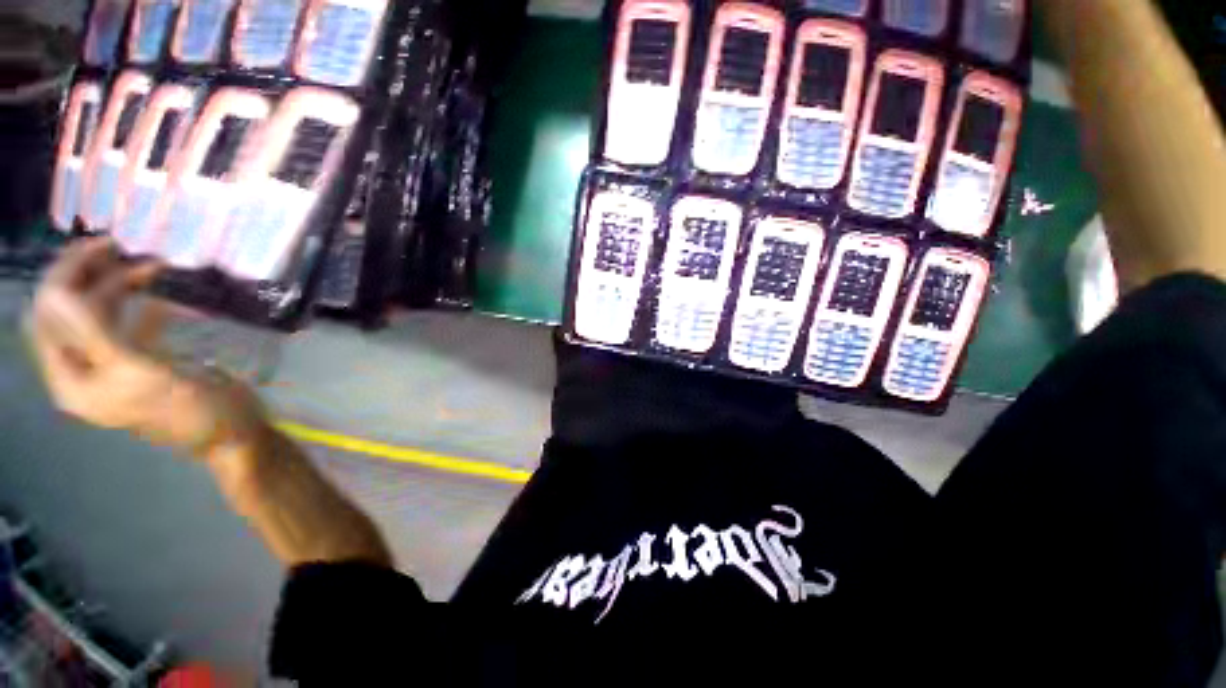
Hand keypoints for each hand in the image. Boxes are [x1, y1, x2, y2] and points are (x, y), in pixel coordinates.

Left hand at [26, 238, 268, 458]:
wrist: (232, 431)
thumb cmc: (190, 409)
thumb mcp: (142, 374)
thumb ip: (96, 337)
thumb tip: (57, 293)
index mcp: (73, 380)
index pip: (48, 319)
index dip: (64, 279)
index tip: (98, 247)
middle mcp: (83, 371)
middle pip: (69, 314)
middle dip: (88, 277)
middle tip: (118, 246)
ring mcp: (111, 366)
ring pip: (99, 317)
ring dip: (117, 287)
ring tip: (148, 265)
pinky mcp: (138, 362)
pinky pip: (127, 326)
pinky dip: (141, 307)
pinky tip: (160, 297)